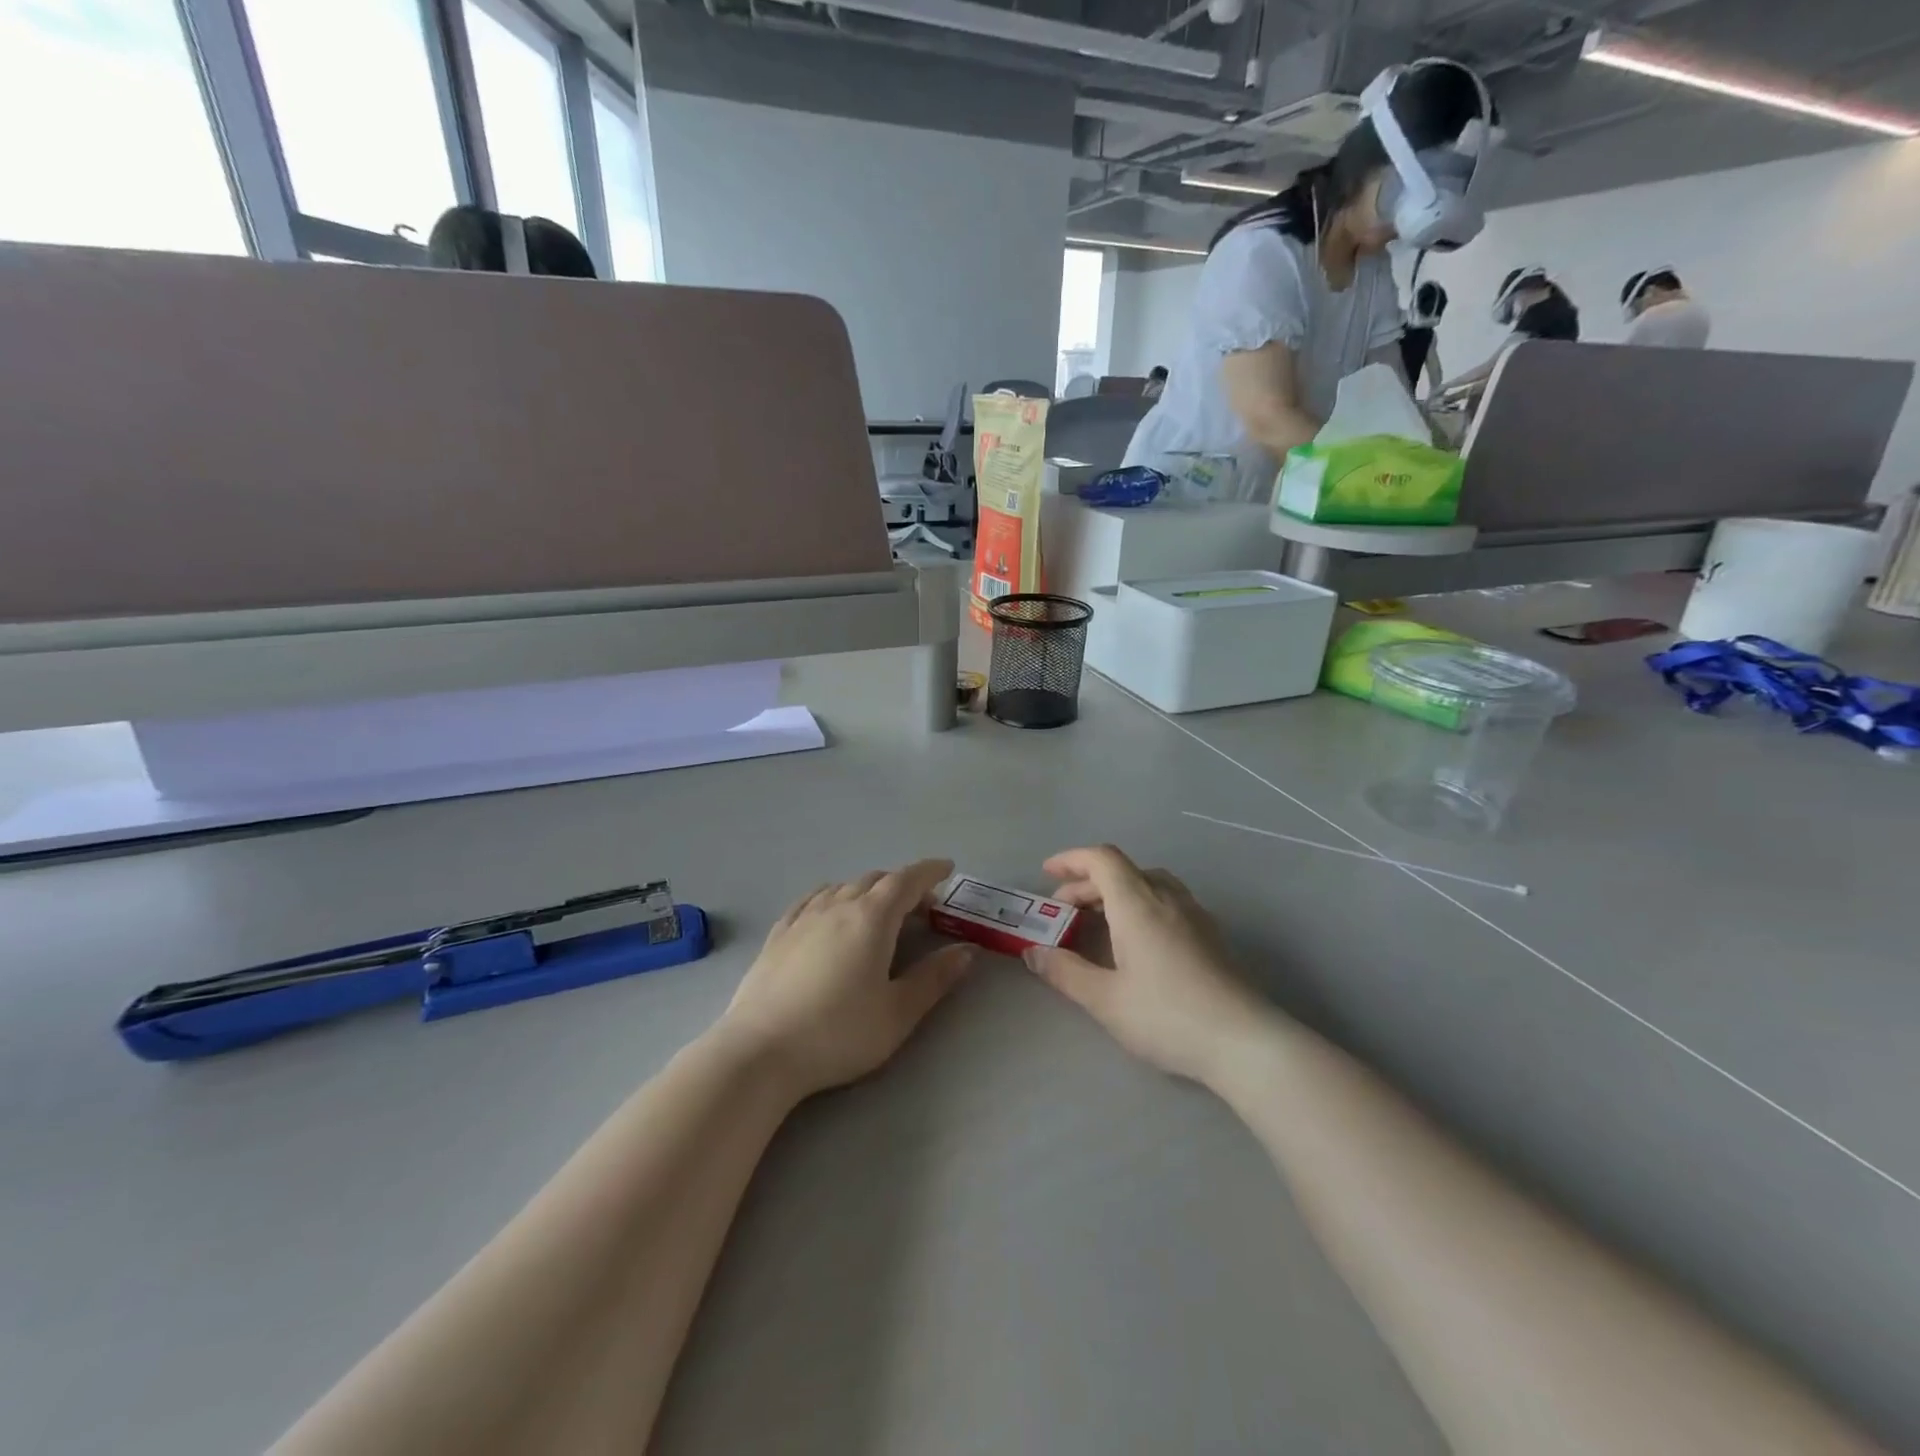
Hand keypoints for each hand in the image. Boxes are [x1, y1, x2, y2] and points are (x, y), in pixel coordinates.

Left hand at [719, 860, 973, 1099]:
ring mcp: (803, 917)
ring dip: (869, 890)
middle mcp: (837, 905)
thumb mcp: (897, 1013)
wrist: (760, 1051)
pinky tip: (831, 911)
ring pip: (843, 886)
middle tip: (922, 907)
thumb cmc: (838, 1033)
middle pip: (876, 880)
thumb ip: (934, 978)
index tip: (947, 868)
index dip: (930, 872)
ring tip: (880, 911)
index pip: (907, 880)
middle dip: (903, 885)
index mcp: (871, 918)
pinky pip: (813, 899)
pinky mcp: (778, 933)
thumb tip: (966, 951)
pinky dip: (834, 896)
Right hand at [1024, 846, 1271, 1085]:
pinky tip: (1136, 941)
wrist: (1245, 1042)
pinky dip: (1140, 905)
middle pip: (1123, 871)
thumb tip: (1034, 953)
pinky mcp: (1211, 935)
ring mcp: (1195, 915)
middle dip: (1087, 883)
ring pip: (1148, 884)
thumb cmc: (1168, 1016)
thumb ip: (1066, 972)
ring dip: (1116, 892)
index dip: (1071, 859)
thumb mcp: (1105, 1000)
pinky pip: (1167, 901)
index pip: (1102, 859)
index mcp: (1138, 904)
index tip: (1047, 873)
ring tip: (1097, 921)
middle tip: (1063, 910)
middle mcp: (1167, 898)